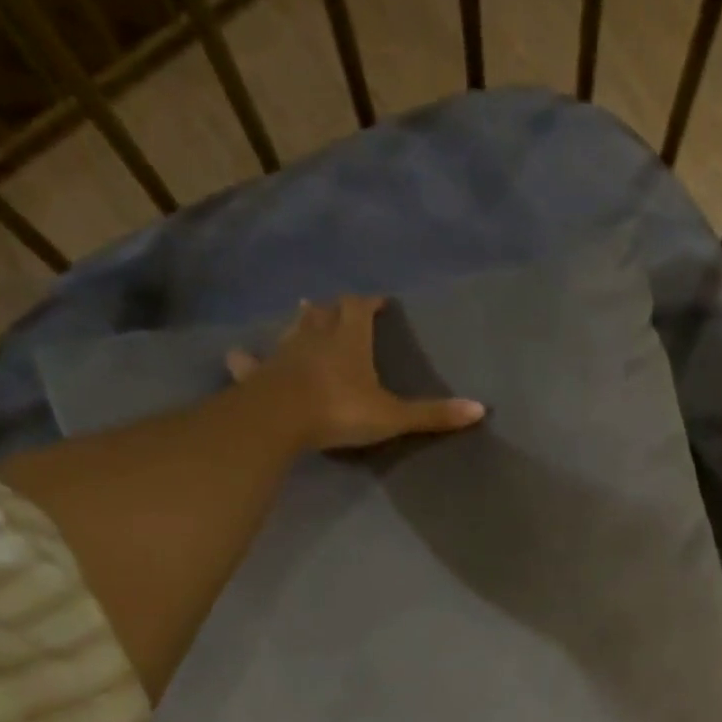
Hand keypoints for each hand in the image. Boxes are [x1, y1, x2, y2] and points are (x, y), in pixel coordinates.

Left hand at [225, 295, 484, 452]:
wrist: (279, 420)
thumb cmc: (339, 410)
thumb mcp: (393, 416)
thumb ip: (433, 414)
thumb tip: (481, 409)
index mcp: (349, 340)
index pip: (358, 308)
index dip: (368, 302)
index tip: (378, 301)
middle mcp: (315, 338)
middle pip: (323, 313)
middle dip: (334, 309)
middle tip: (340, 308)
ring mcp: (282, 354)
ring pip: (292, 330)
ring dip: (300, 323)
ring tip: (304, 316)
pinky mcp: (257, 375)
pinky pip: (251, 362)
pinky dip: (249, 359)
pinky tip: (240, 357)